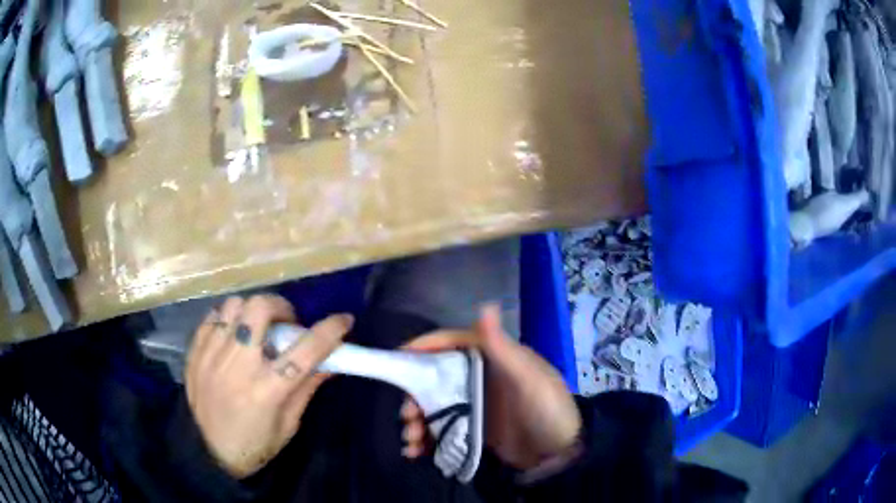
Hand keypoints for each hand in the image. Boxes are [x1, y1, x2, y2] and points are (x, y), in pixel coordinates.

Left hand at [185, 294, 353, 477]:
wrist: (209, 452)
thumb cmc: (255, 445)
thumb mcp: (288, 424)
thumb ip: (306, 388)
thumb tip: (331, 361)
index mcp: (266, 391)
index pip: (304, 351)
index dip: (329, 331)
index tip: (344, 320)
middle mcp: (237, 367)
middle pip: (259, 310)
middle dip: (281, 307)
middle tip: (286, 323)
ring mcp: (211, 356)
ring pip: (234, 306)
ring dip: (252, 311)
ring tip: (257, 328)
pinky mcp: (195, 353)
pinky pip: (212, 317)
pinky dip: (228, 319)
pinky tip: (234, 335)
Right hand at [400, 305, 581, 470]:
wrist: (560, 454)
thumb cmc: (547, 410)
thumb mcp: (528, 379)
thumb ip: (502, 347)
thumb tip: (484, 305)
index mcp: (494, 359)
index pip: (453, 344)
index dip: (425, 346)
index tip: (398, 356)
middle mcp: (481, 378)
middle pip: (436, 378)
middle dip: (416, 394)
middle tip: (406, 415)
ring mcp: (476, 406)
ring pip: (435, 406)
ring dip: (418, 420)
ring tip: (411, 440)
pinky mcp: (474, 429)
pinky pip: (443, 429)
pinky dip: (427, 439)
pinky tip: (417, 452)